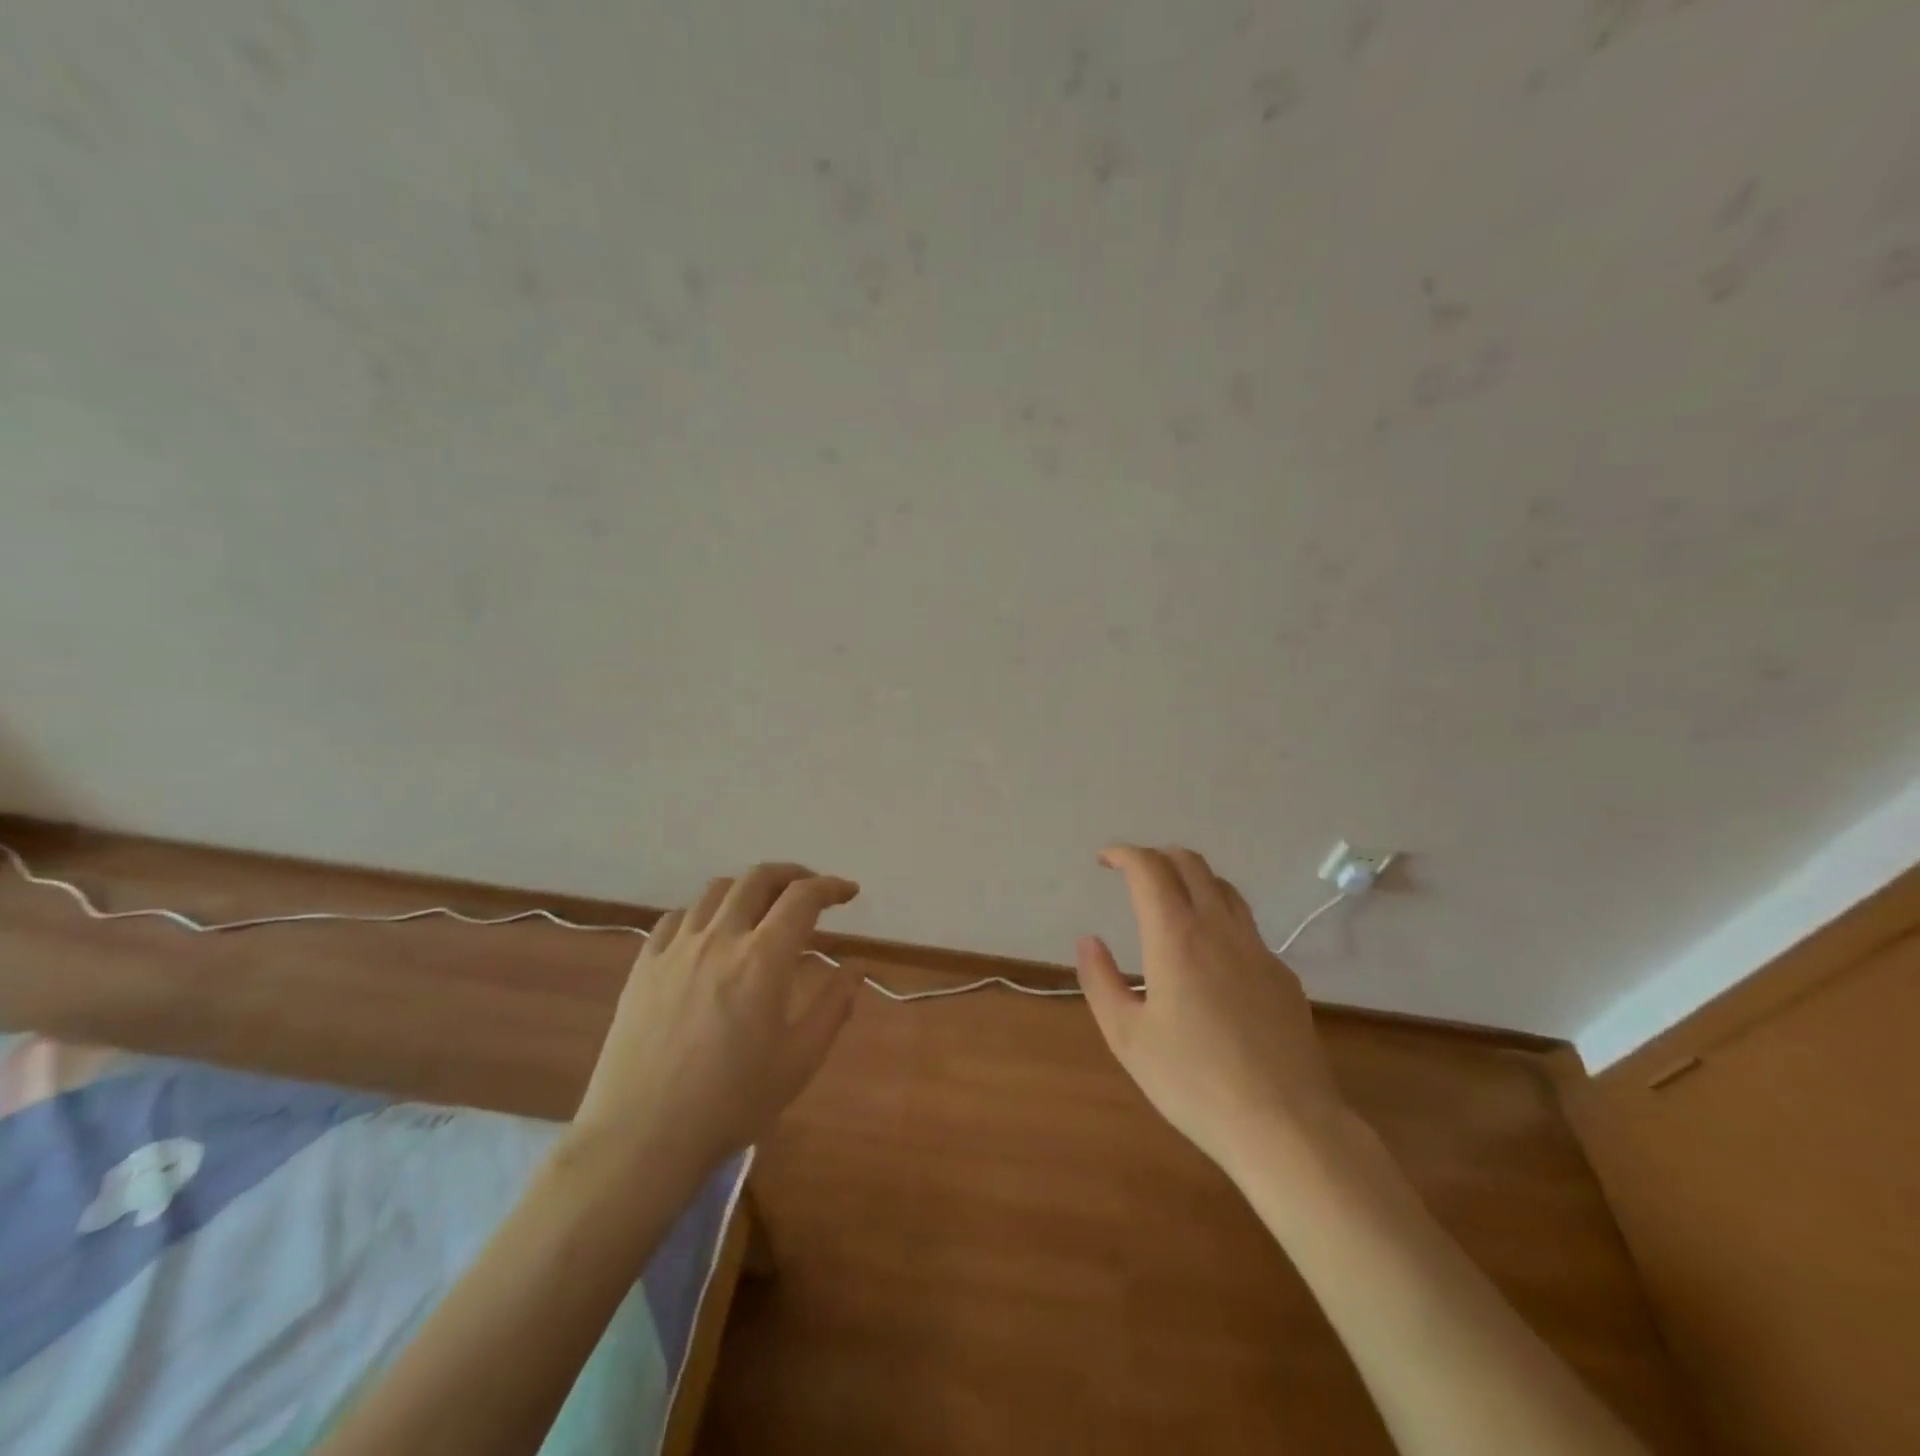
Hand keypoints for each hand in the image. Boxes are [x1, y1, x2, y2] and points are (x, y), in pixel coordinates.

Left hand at [568, 863, 860, 1183]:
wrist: (641, 1138)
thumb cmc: (731, 1103)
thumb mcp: (800, 1061)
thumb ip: (834, 1007)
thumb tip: (854, 968)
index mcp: (763, 958)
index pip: (803, 897)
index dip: (831, 886)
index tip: (848, 892)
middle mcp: (720, 938)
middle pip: (758, 878)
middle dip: (791, 874)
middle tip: (809, 890)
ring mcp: (676, 949)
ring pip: (716, 891)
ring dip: (748, 889)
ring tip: (761, 908)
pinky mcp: (643, 966)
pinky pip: (675, 918)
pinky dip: (703, 913)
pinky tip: (708, 934)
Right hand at [1076, 845, 1345, 1178]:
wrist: (1286, 1125)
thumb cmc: (1193, 1082)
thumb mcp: (1127, 1037)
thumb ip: (1100, 981)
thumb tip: (1089, 941)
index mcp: (1176, 937)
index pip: (1148, 869)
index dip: (1123, 854)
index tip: (1104, 860)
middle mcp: (1219, 928)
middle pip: (1190, 864)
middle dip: (1157, 856)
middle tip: (1133, 872)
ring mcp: (1258, 949)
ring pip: (1224, 888)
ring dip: (1192, 878)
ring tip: (1171, 899)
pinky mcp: (1283, 975)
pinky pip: (1246, 925)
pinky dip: (1219, 915)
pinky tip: (1211, 954)